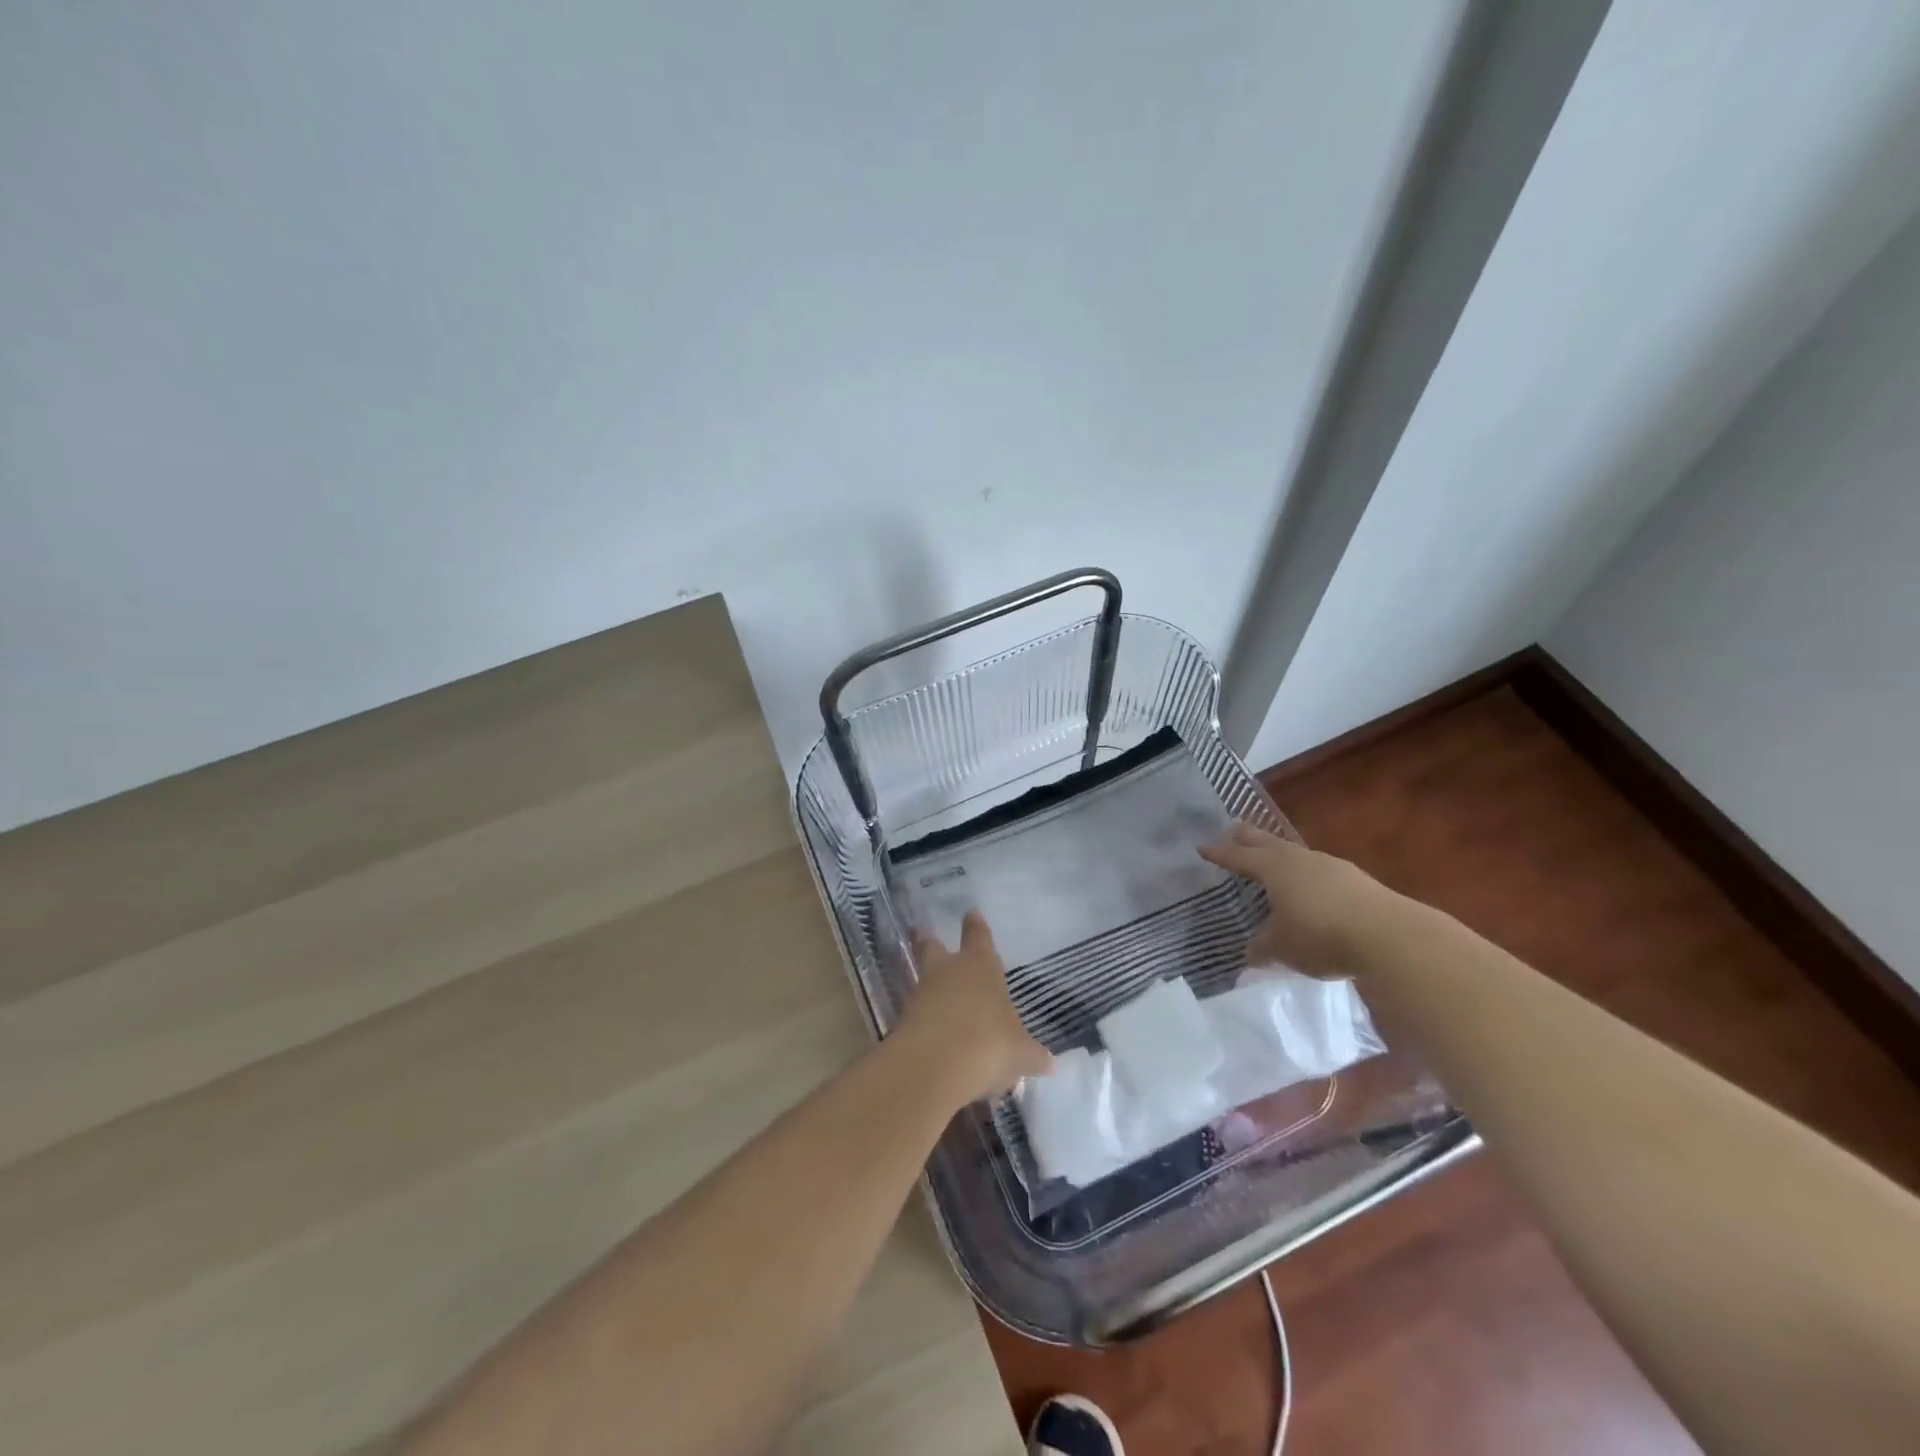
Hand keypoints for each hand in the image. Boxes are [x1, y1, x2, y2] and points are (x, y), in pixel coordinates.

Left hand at [901, 911, 1051, 1102]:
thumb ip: (1032, 1054)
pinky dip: (924, 1021)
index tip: (970, 911)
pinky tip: (934, 1036)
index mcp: (980, 966)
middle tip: (921, 933)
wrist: (936, 1065)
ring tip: (937, 997)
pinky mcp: (904, 1021)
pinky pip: (916, 1014)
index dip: (976, 926)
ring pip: (923, 981)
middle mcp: (948, 972)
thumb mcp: (1020, 1052)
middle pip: (934, 949)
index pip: (979, 937)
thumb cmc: (989, 1042)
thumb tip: (1048, 1062)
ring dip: (928, 986)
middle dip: (929, 942)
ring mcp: (922, 994)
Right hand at [1199, 820, 1396, 975]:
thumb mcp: (1281, 947)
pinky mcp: (1357, 882)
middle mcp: (1300, 860)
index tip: (1203, 847)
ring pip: (1297, 855)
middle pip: (1268, 843)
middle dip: (1249, 837)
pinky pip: (1321, 872)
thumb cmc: (1320, 935)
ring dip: (1281, 856)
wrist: (1390, 937)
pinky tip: (1312, 889)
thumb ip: (1262, 947)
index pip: (1239, 857)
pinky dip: (1308, 876)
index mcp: (1274, 868)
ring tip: (1273, 860)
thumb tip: (1251, 952)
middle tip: (1234, 827)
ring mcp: (1332, 867)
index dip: (1220, 853)